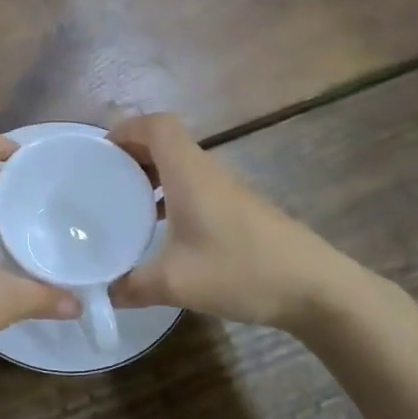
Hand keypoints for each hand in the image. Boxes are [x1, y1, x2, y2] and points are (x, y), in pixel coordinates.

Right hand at [109, 114, 394, 330]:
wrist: (316, 288)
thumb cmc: (242, 270)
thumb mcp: (176, 283)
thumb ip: (132, 286)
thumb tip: (103, 293)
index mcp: (189, 173)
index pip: (157, 125)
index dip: (127, 128)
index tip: (101, 151)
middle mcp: (208, 172)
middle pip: (167, 141)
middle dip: (133, 152)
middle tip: (104, 179)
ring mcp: (228, 190)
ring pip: (183, 165)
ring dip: (153, 175)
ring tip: (126, 204)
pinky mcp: (241, 210)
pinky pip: (196, 187)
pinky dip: (172, 195)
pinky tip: (164, 231)